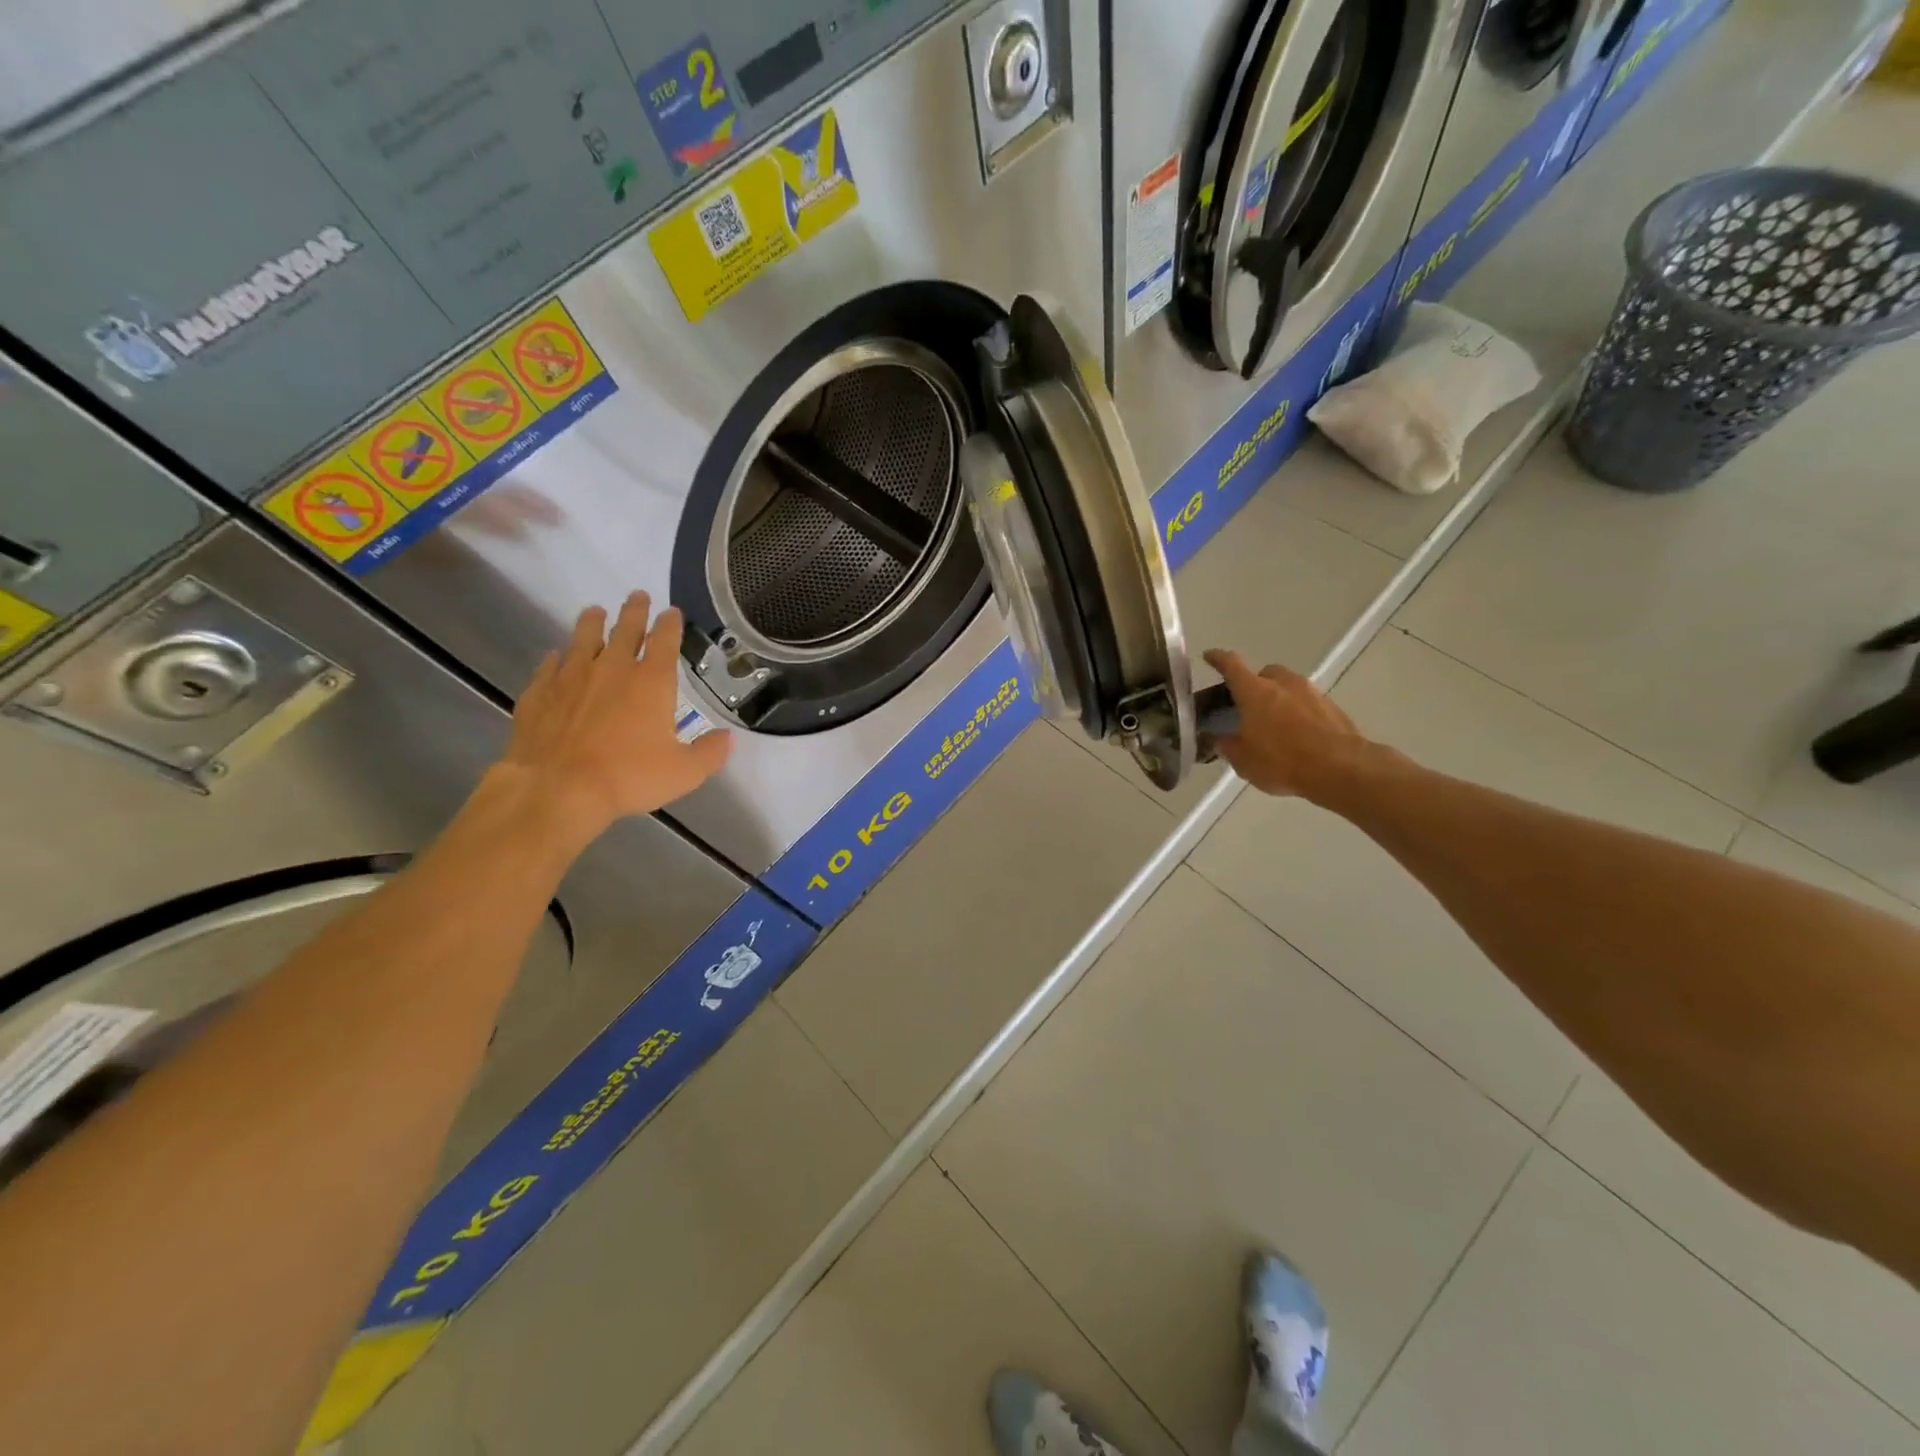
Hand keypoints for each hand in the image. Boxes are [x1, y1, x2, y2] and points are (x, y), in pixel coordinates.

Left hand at [498, 593, 731, 841]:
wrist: (557, 788)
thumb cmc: (628, 777)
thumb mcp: (684, 772)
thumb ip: (710, 753)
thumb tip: (728, 739)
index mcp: (652, 682)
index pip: (664, 641)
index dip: (670, 623)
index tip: (671, 612)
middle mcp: (612, 669)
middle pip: (625, 629)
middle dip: (634, 611)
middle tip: (637, 596)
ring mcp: (571, 677)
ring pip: (583, 639)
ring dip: (592, 623)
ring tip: (594, 611)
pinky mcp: (539, 692)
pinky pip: (550, 666)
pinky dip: (556, 658)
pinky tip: (556, 657)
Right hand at [1201, 649, 1370, 802]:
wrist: (1341, 768)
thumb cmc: (1282, 761)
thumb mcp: (1243, 761)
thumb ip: (1228, 746)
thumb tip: (1220, 739)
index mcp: (1254, 691)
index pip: (1231, 665)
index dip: (1218, 659)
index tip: (1209, 656)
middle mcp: (1282, 683)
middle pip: (1264, 673)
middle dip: (1254, 684)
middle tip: (1248, 706)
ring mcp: (1311, 692)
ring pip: (1288, 687)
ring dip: (1279, 699)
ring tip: (1274, 724)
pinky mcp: (1332, 707)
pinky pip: (1307, 703)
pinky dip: (1298, 713)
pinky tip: (1297, 736)